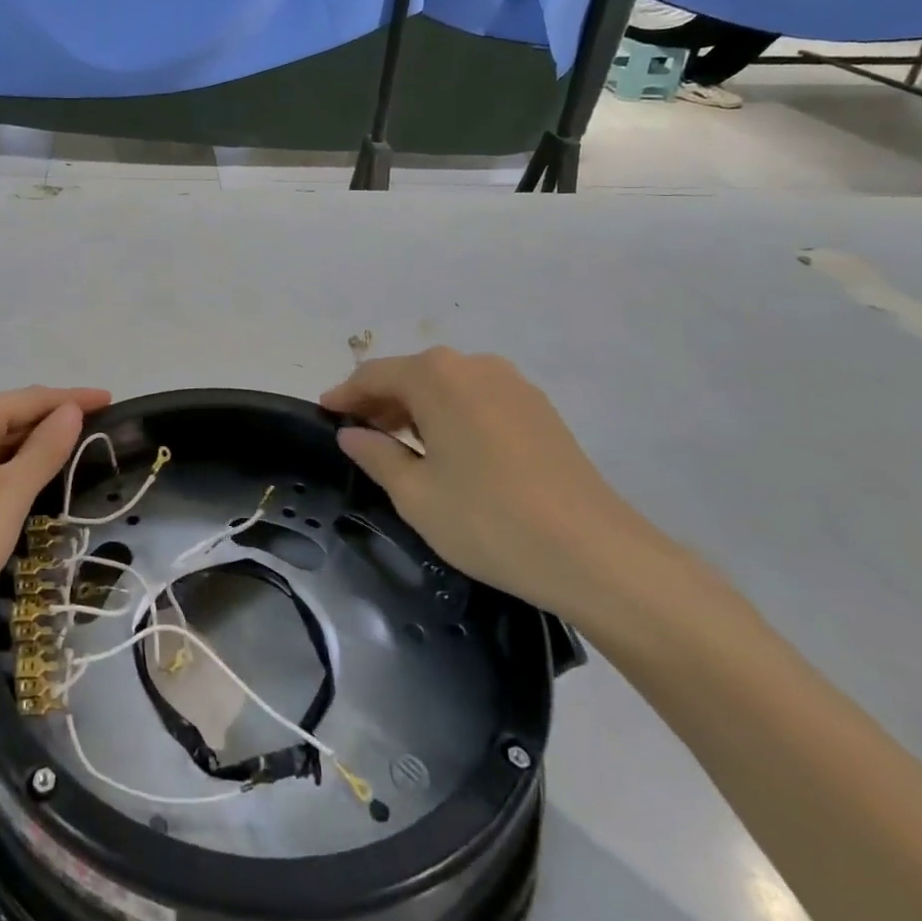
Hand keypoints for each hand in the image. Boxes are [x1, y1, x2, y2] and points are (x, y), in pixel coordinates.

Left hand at [0, 386, 110, 664]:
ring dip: (31, 453)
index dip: (74, 399)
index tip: (113, 400)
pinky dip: (7, 475)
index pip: (33, 398)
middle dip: (53, 426)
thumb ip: (44, 450)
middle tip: (101, 438)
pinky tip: (26, 489)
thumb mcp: (7, 497)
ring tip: (74, 461)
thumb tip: (70, 411)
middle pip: (11, 418)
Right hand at [322, 349, 676, 624]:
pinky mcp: (539, 409)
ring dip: (417, 409)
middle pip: (412, 375)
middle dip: (381, 402)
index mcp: (437, 377)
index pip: (374, 375)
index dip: (345, 394)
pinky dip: (451, 416)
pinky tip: (448, 450)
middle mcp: (474, 366)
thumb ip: (376, 455)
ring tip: (399, 446)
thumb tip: (352, 433)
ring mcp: (513, 385)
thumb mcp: (415, 494)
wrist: (597, 554)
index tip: (324, 413)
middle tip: (358, 434)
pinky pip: (477, 400)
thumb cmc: (489, 520)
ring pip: (447, 387)